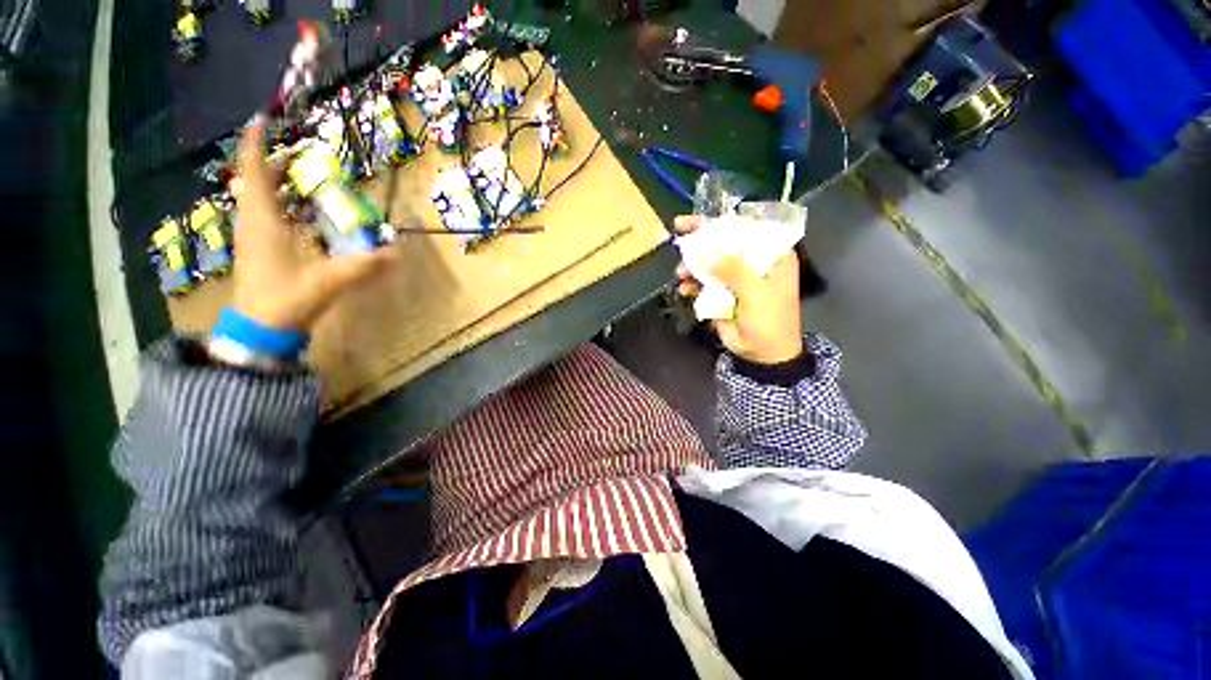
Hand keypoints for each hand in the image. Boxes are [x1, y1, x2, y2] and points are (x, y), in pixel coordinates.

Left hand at [233, 119, 393, 330]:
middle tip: (295, 151)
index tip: (261, 118)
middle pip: (256, 182)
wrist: (260, 328)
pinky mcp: (257, 249)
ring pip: (258, 199)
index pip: (253, 173)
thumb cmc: (287, 298)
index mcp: (264, 221)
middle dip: (272, 162)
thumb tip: (397, 251)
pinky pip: (264, 215)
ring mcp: (253, 236)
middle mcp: (253, 222)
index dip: (255, 144)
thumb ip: (364, 265)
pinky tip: (297, 212)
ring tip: (297, 175)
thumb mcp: (330, 280)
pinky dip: (277, 204)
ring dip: (274, 183)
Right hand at [674, 215, 802, 364]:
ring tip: (681, 272)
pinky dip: (692, 284)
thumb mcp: (756, 294)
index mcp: (772, 256)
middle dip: (701, 239)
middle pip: (725, 242)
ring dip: (693, 265)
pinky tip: (684, 289)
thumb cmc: (770, 322)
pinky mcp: (722, 293)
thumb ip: (734, 271)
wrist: (762, 355)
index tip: (699, 219)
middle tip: (679, 229)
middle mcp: (753, 262)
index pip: (747, 228)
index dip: (722, 221)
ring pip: (710, 262)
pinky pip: (703, 282)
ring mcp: (735, 278)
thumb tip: (706, 252)